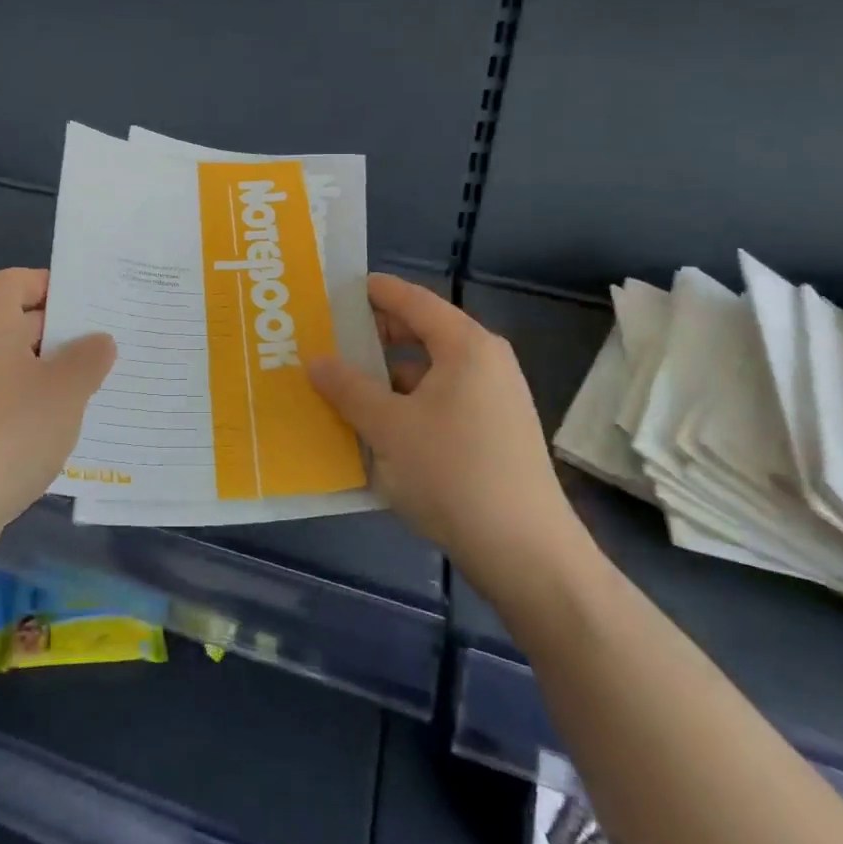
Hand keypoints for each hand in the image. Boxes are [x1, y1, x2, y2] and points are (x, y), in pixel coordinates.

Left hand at [0, 268, 114, 560]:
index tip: (93, 307)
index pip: (18, 280)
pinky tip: (59, 428)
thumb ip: (89, 358)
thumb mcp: (65, 391)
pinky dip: (27, 404)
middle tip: (108, 347)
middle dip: (62, 333)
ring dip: (48, 373)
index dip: (55, 286)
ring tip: (93, 388)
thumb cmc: (6, 432)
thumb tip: (99, 341)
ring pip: (11, 364)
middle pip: (16, 321)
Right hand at [308, 274, 582, 564]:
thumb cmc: (453, 473)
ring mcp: (494, 399)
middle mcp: (485, 362)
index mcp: (466, 346)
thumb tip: (315, 360)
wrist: (526, 555)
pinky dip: (408, 403)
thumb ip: (348, 388)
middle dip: (375, 335)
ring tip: (344, 384)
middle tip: (330, 338)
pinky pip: (442, 400)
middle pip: (422, 332)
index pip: (413, 300)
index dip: (374, 291)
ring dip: (388, 375)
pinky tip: (377, 425)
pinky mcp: (494, 433)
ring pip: (430, 371)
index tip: (336, 289)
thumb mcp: (388, 427)